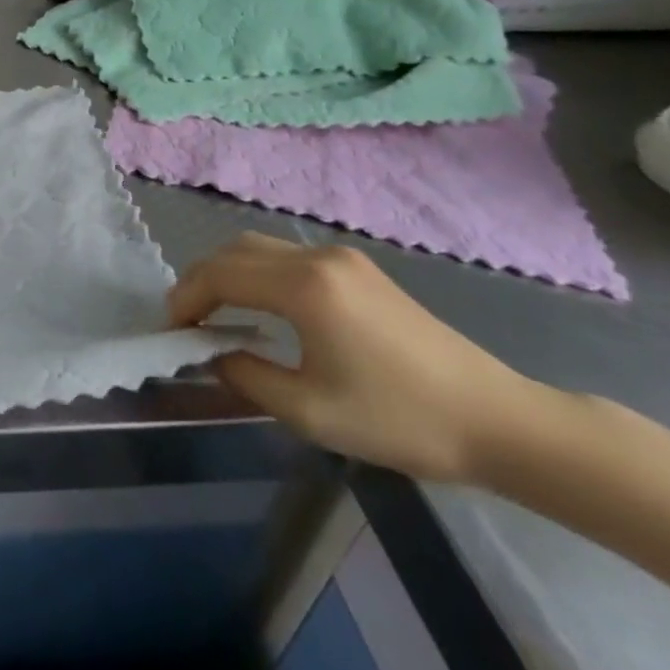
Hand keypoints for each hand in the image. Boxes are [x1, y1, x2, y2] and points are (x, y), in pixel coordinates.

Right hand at [169, 233, 538, 482]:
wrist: (498, 421)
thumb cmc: (400, 419)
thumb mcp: (309, 410)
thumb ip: (245, 375)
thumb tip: (212, 355)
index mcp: (303, 286)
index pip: (219, 274)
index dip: (186, 299)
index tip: (171, 332)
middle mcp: (317, 258)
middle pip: (235, 250)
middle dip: (201, 280)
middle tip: (187, 321)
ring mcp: (342, 259)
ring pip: (260, 248)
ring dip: (228, 273)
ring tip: (216, 314)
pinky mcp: (360, 270)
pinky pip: (288, 257)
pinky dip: (258, 274)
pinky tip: (262, 308)